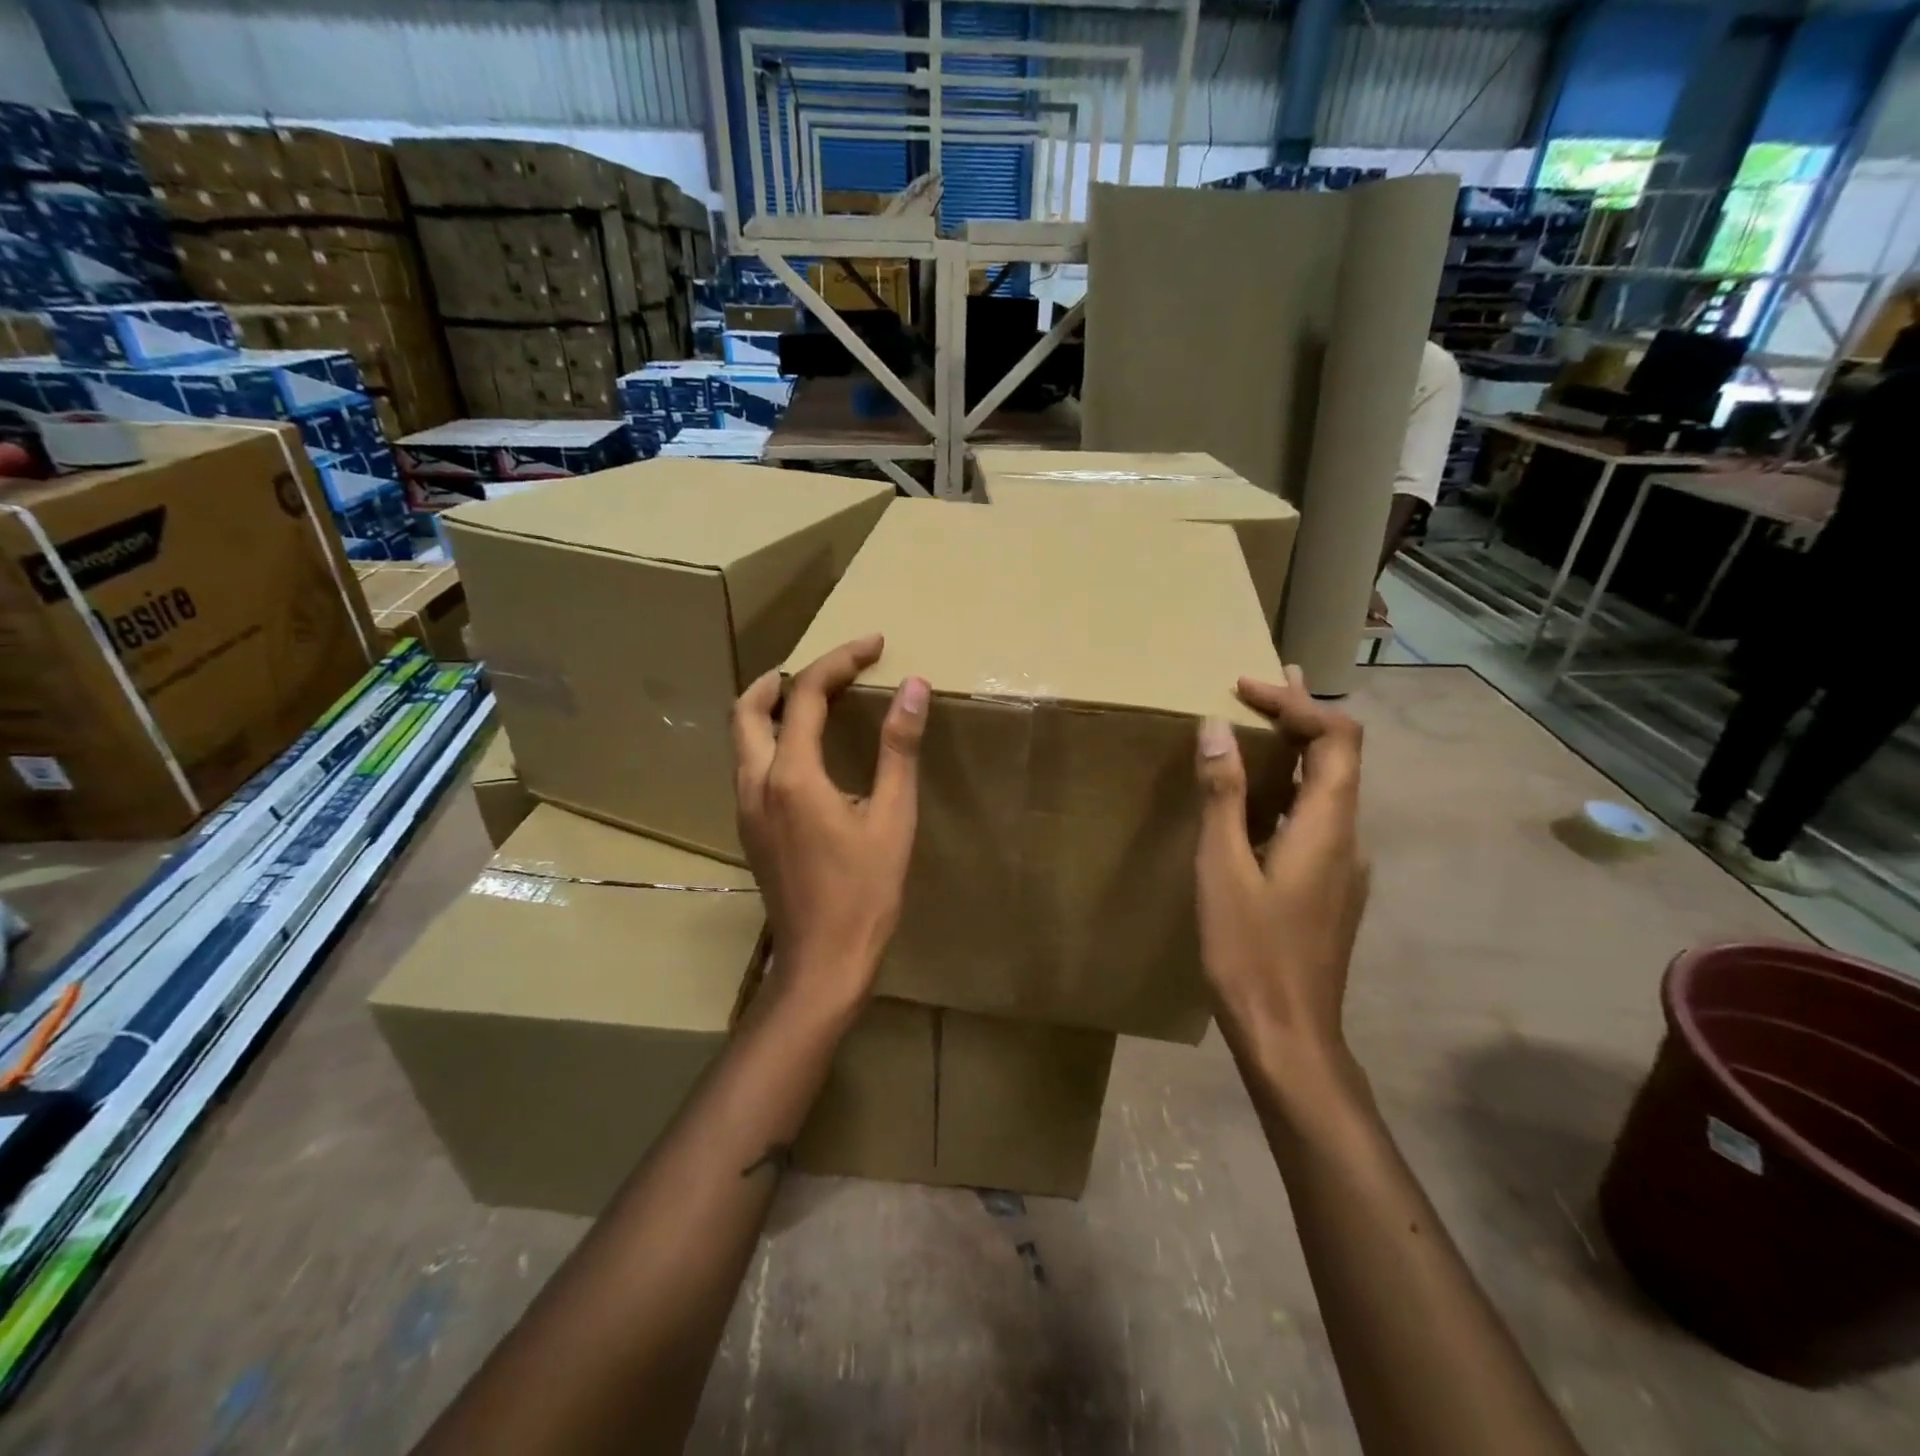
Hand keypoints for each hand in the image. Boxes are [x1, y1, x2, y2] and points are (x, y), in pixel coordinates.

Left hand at [732, 634, 929, 1010]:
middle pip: (749, 707)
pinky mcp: (749, 828)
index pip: (807, 695)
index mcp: (792, 776)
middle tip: (829, 668)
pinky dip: (770, 737)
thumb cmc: (865, 893)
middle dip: (786, 676)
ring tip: (815, 698)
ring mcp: (746, 808)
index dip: (840, 661)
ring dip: (771, 705)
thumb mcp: (893, 818)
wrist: (822, 962)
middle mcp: (756, 783)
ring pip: (742, 736)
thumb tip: (914, 688)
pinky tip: (805, 751)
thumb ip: (899, 749)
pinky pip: (748, 763)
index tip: (873, 644)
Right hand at [1193, 667, 1370, 1076]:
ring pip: (1328, 790)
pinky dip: (1289, 790)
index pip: (1336, 738)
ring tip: (1256, 730)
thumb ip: (1222, 797)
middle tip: (1262, 685)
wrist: (1289, 1037)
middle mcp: (1348, 838)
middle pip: (1340, 758)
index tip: (1245, 688)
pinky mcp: (1330, 889)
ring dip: (1295, 753)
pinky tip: (1256, 804)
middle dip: (1302, 715)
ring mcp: (1344, 867)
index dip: (1297, 703)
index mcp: (1328, 826)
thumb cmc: (1250, 952)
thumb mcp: (1222, 869)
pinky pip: (1316, 820)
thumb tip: (1217, 729)